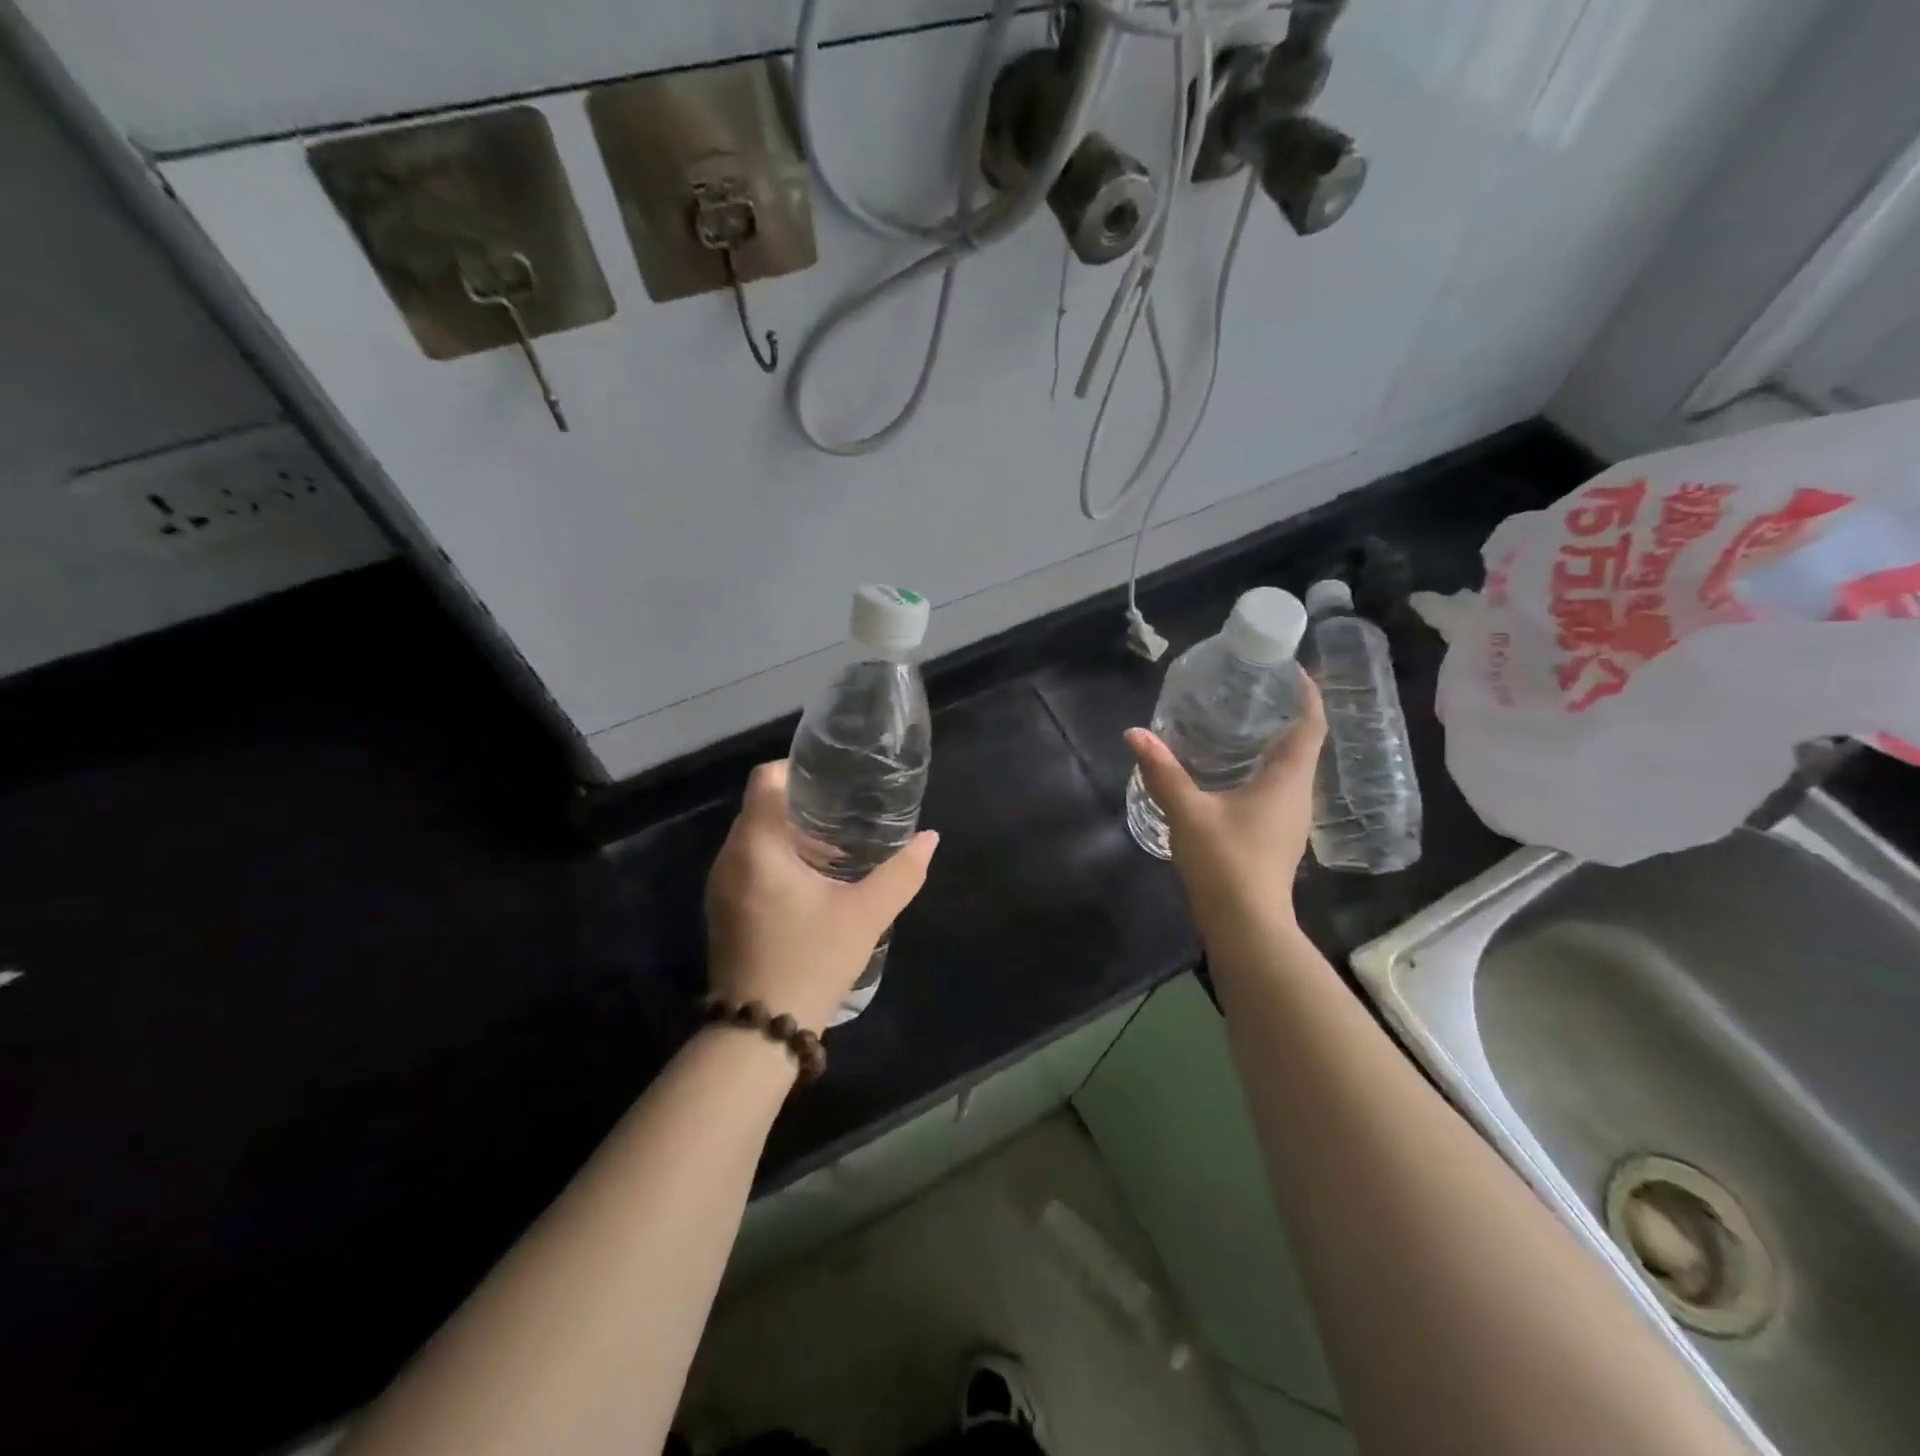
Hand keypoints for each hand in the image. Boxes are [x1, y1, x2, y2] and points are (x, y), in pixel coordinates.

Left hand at [705, 760, 939, 1034]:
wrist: (760, 1032)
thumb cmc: (811, 960)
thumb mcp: (866, 915)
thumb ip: (901, 873)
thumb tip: (930, 839)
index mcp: (757, 846)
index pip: (765, 779)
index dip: (798, 769)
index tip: (834, 779)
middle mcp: (730, 858)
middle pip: (761, 807)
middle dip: (802, 804)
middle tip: (846, 812)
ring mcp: (721, 886)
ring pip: (754, 838)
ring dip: (791, 834)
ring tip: (836, 845)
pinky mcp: (723, 910)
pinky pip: (749, 864)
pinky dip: (778, 859)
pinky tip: (814, 881)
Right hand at [1124, 675, 1326, 923]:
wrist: (1246, 925)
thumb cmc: (1225, 862)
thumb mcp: (1188, 811)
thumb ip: (1162, 771)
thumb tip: (1135, 733)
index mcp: (1287, 781)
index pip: (1311, 726)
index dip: (1307, 694)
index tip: (1291, 669)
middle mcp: (1297, 796)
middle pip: (1303, 744)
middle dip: (1285, 714)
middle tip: (1253, 690)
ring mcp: (1290, 820)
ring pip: (1290, 769)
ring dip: (1273, 744)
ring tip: (1239, 723)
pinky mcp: (1276, 837)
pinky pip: (1277, 789)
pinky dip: (1261, 770)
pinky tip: (1230, 771)